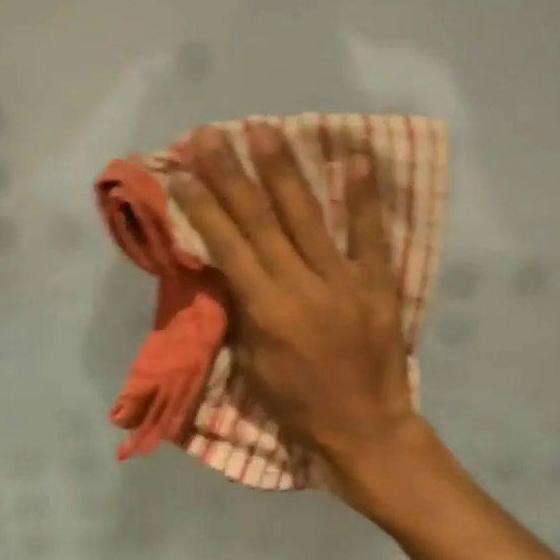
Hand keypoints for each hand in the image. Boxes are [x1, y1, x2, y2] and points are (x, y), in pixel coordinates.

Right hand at [170, 123, 422, 504]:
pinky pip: (370, 234)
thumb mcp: (252, 365)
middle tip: (211, 135)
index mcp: (266, 311)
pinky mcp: (378, 283)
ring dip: (283, 170)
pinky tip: (354, 157)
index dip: (202, 205)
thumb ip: (240, 309)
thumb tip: (225, 260)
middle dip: (231, 173)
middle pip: (260, 219)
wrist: (367, 430)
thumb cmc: (298, 404)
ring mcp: (345, 281)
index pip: (227, 245)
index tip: (181, 170)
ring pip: (308, 216)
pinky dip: (363, 196)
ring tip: (264, 129)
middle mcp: (302, 286)